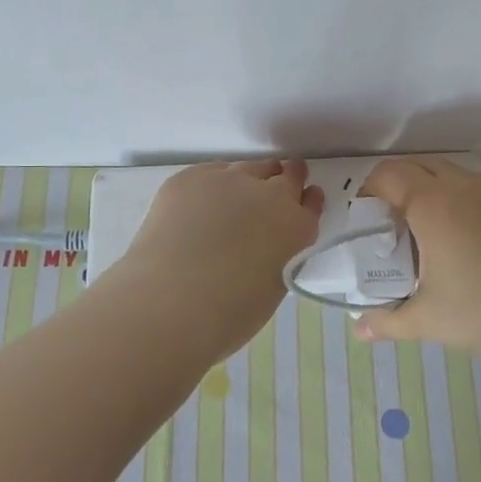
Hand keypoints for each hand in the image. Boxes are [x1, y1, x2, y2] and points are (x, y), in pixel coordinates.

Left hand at [110, 159, 323, 364]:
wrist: (169, 303)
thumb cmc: (228, 314)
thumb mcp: (274, 285)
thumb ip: (279, 254)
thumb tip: (266, 244)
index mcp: (296, 227)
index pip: (311, 202)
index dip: (307, 200)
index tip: (302, 200)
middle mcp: (269, 195)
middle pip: (286, 174)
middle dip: (284, 180)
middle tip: (275, 189)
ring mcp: (228, 180)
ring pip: (249, 167)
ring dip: (250, 178)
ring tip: (237, 196)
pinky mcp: (190, 178)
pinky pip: (211, 172)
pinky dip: (213, 183)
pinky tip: (201, 203)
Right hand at [353, 159, 480, 364]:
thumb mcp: (428, 320)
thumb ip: (388, 322)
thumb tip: (359, 331)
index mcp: (431, 204)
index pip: (388, 174)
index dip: (369, 189)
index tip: (365, 219)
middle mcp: (459, 186)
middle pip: (416, 164)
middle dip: (394, 184)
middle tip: (388, 221)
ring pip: (446, 171)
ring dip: (425, 187)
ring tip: (421, 227)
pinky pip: (471, 185)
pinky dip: (453, 196)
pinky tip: (457, 236)